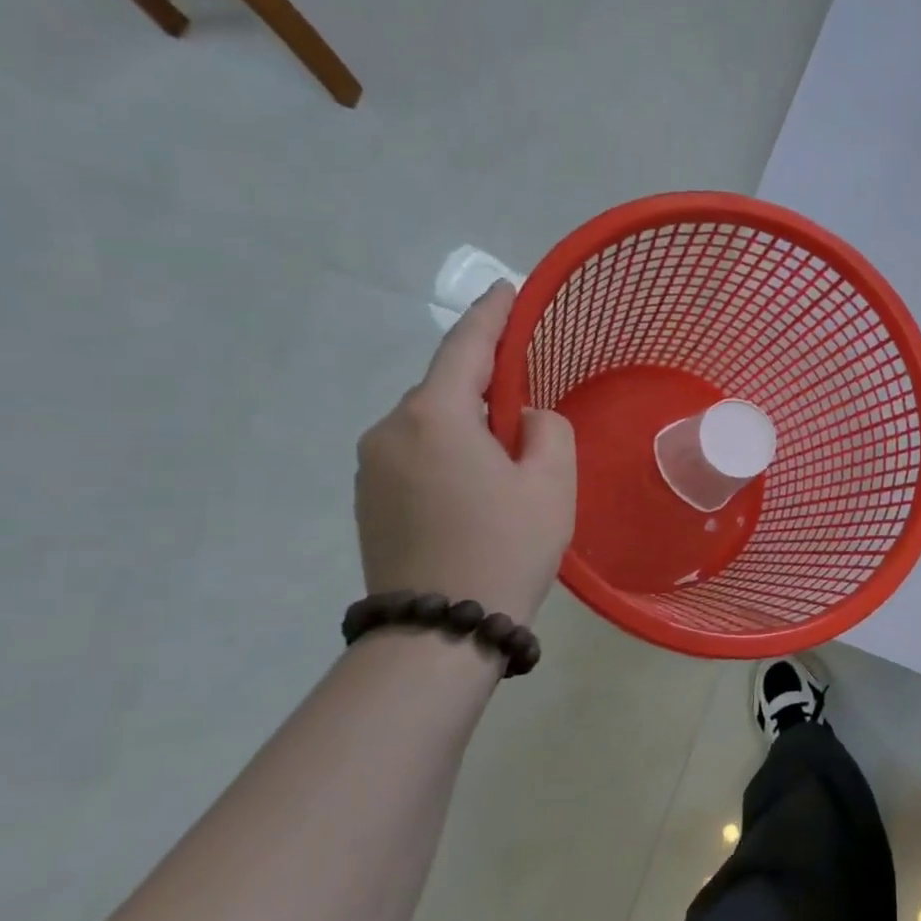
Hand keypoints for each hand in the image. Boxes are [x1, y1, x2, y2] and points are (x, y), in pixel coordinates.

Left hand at [356, 282, 575, 626]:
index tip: (506, 289)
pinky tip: (477, 485)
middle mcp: (390, 431)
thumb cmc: (506, 547)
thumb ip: (546, 428)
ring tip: (508, 457)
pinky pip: (417, 455)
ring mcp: (371, 467)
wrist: (440, 631)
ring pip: (431, 425)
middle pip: (446, 389)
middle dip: (486, 384)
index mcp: (434, 417)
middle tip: (528, 400)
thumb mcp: (552, 482)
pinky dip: (450, 453)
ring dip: (469, 426)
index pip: (465, 348)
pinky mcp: (369, 500)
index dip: (490, 315)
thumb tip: (521, 421)